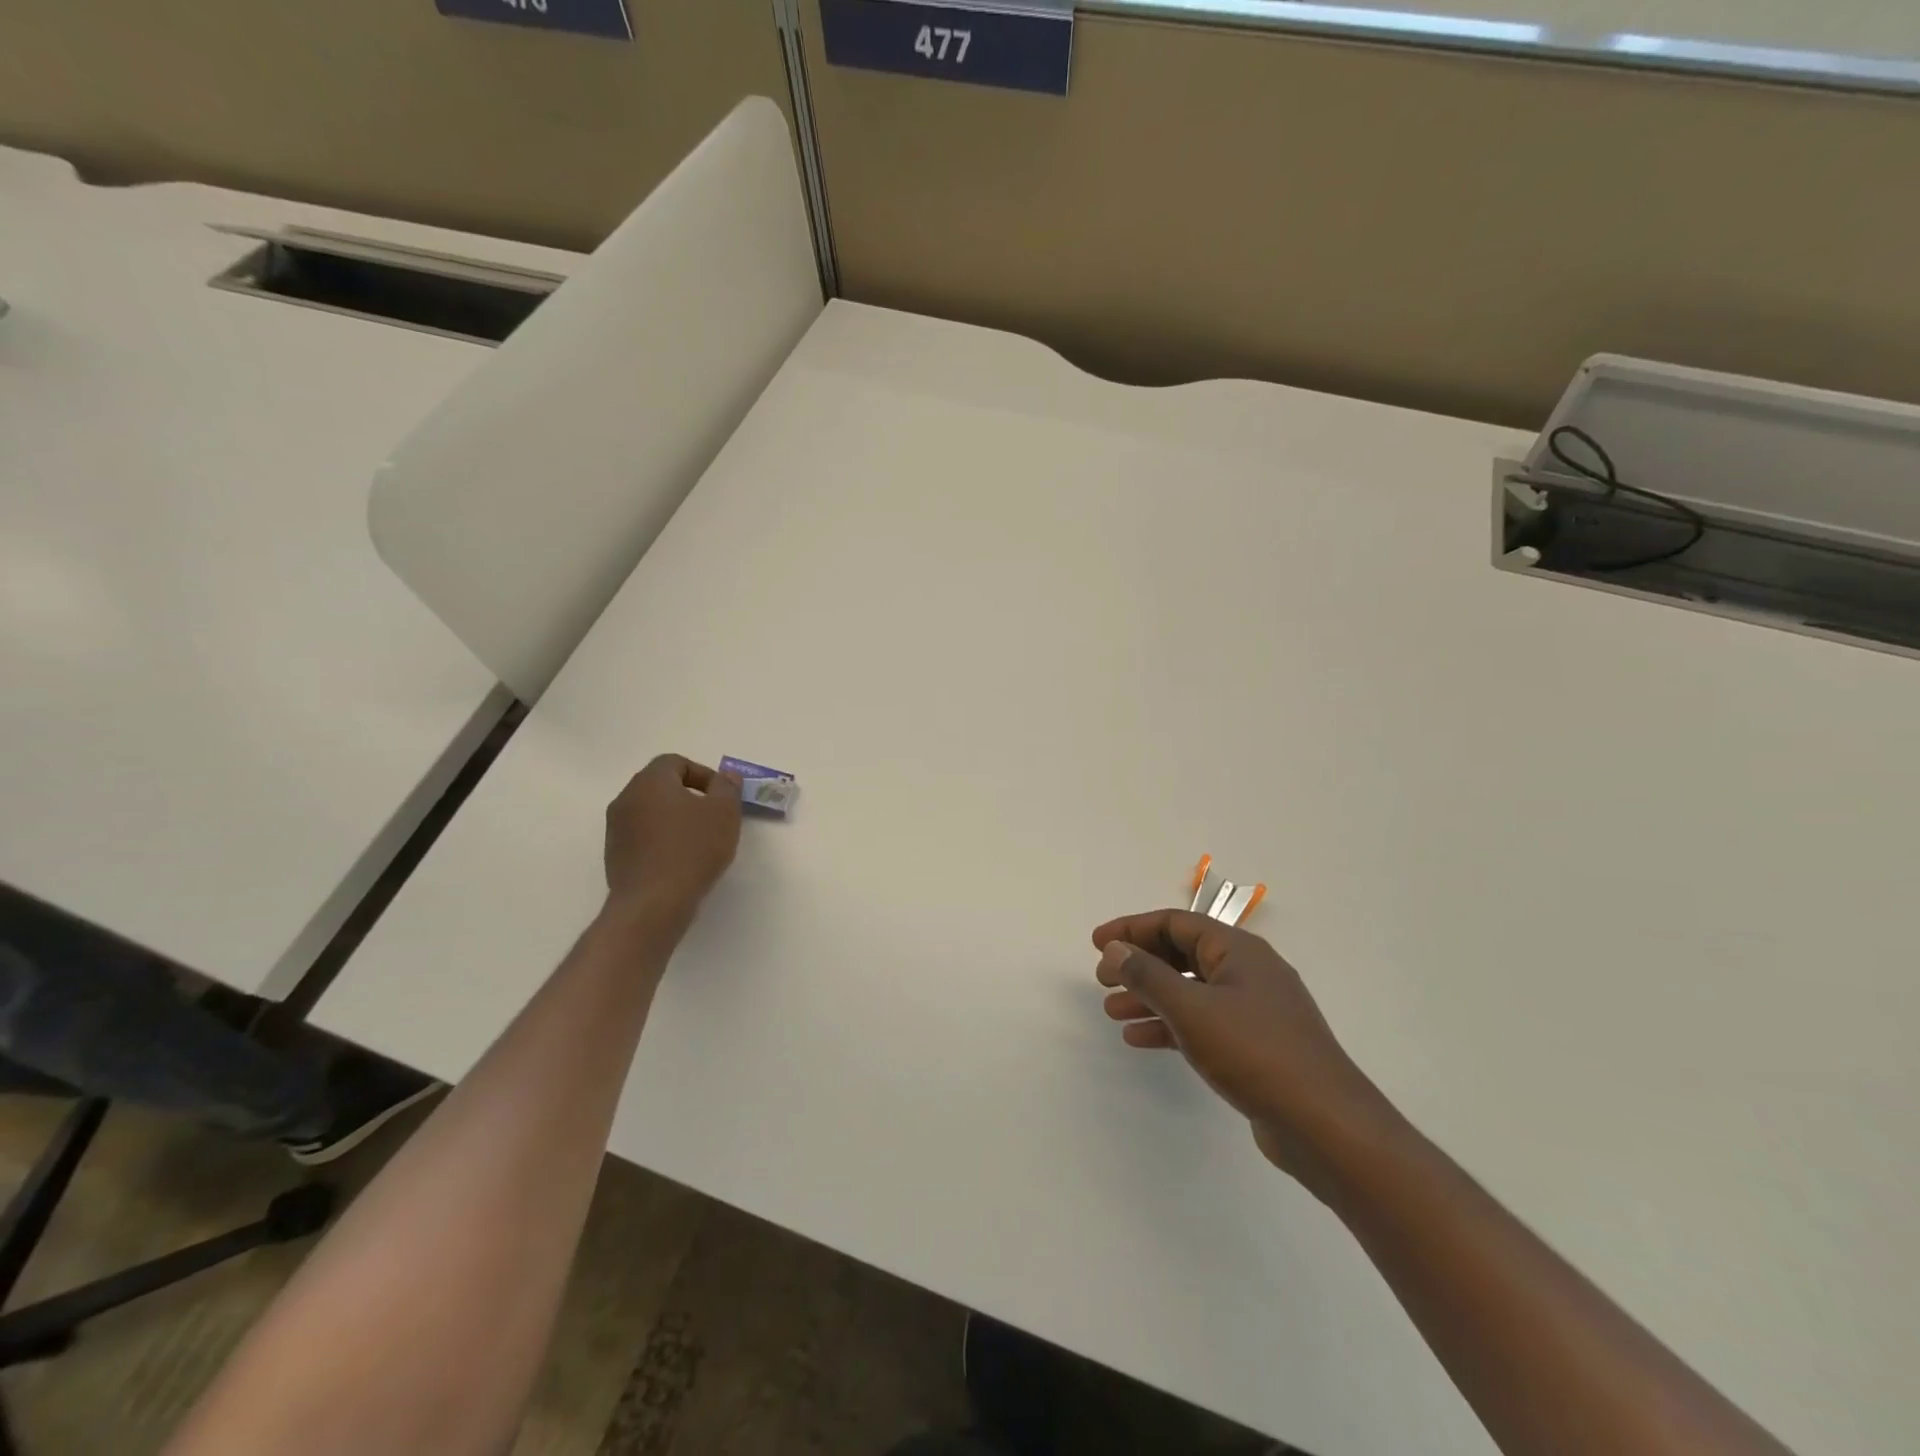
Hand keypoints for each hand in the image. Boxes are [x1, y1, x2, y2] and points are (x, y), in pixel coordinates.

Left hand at [604, 756, 741, 920]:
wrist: (653, 903)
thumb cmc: (692, 849)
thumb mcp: (724, 812)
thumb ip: (727, 787)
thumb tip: (726, 776)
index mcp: (650, 781)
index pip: (675, 762)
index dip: (703, 774)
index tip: (722, 797)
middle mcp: (626, 798)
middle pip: (661, 786)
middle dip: (690, 796)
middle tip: (714, 817)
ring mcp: (616, 828)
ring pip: (651, 812)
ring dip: (676, 819)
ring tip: (700, 842)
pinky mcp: (615, 855)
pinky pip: (643, 836)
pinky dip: (662, 841)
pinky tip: (681, 861)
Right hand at [1093, 909, 1394, 1187]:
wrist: (1325, 1125)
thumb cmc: (1254, 1052)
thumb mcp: (1191, 1009)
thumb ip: (1147, 976)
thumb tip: (1114, 949)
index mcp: (1238, 950)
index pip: (1175, 923)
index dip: (1132, 929)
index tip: (1096, 943)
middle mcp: (1248, 972)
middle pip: (1182, 955)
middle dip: (1139, 964)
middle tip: (1102, 980)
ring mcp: (1255, 1010)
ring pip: (1190, 991)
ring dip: (1150, 997)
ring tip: (1112, 1013)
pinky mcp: (1256, 1045)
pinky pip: (1203, 1022)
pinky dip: (1171, 1025)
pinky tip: (1140, 1040)